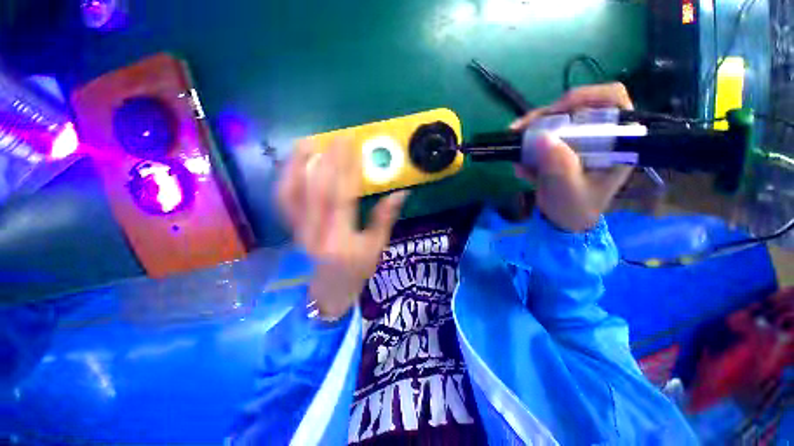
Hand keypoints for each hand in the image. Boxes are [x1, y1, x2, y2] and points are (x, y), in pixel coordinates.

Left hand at [277, 138, 407, 318]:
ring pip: (291, 191)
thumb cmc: (357, 271)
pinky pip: (283, 199)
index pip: (342, 197)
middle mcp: (314, 232)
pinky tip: (294, 163)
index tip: (354, 147)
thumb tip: (400, 193)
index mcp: (339, 239)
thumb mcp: (376, 248)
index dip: (348, 169)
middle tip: (338, 137)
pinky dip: (287, 178)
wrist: (328, 290)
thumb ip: (385, 219)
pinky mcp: (290, 227)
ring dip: (298, 164)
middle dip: (328, 159)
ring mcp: (297, 229)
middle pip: (317, 189)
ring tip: (309, 142)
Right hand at [509, 83, 634, 231]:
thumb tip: (541, 138)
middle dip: (546, 116)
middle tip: (521, 129)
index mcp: (615, 142)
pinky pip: (540, 138)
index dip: (586, 97)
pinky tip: (519, 166)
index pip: (612, 101)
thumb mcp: (569, 191)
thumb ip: (560, 167)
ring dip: (530, 131)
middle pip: (575, 108)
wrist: (562, 220)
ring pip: (554, 121)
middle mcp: (597, 135)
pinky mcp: (559, 148)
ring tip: (513, 145)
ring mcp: (576, 141)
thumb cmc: (575, 208)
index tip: (556, 111)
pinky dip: (525, 147)